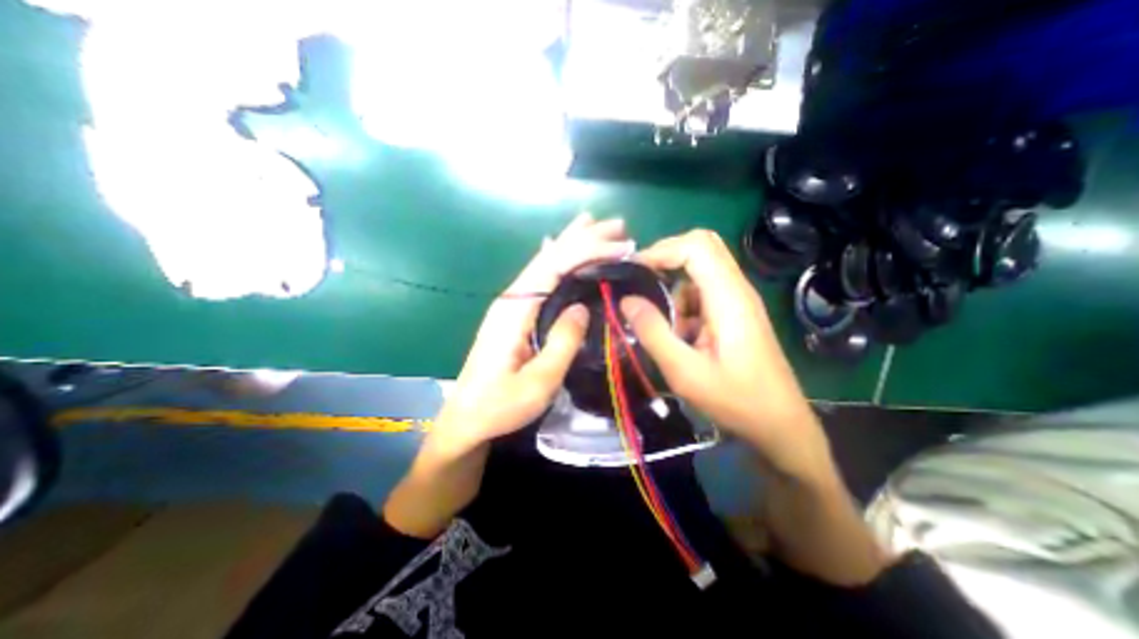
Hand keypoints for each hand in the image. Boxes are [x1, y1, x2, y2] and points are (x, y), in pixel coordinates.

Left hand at [434, 212, 630, 450]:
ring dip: (571, 243)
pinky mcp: (515, 314)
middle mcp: (512, 298)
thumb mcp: (538, 382)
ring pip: (544, 263)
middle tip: (618, 225)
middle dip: (582, 237)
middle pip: (549, 256)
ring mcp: (512, 304)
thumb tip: (581, 308)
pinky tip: (561, 249)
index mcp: (515, 310)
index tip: (621, 247)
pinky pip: (540, 278)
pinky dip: (557, 259)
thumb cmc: (500, 406)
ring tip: (594, 225)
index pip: (554, 266)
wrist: (467, 420)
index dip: (587, 251)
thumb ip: (562, 343)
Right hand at [622, 229, 832, 484]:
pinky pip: (703, 293)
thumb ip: (653, 332)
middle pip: (701, 247)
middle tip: (641, 283)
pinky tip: (681, 337)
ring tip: (666, 329)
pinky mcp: (734, 312)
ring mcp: (737, 300)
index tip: (634, 271)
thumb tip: (627, 300)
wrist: (779, 424)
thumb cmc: (735, 400)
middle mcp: (736, 289)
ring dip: (674, 291)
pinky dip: (683, 306)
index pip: (696, 247)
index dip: (662, 250)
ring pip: (699, 271)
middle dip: (667, 258)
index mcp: (728, 298)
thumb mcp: (685, 371)